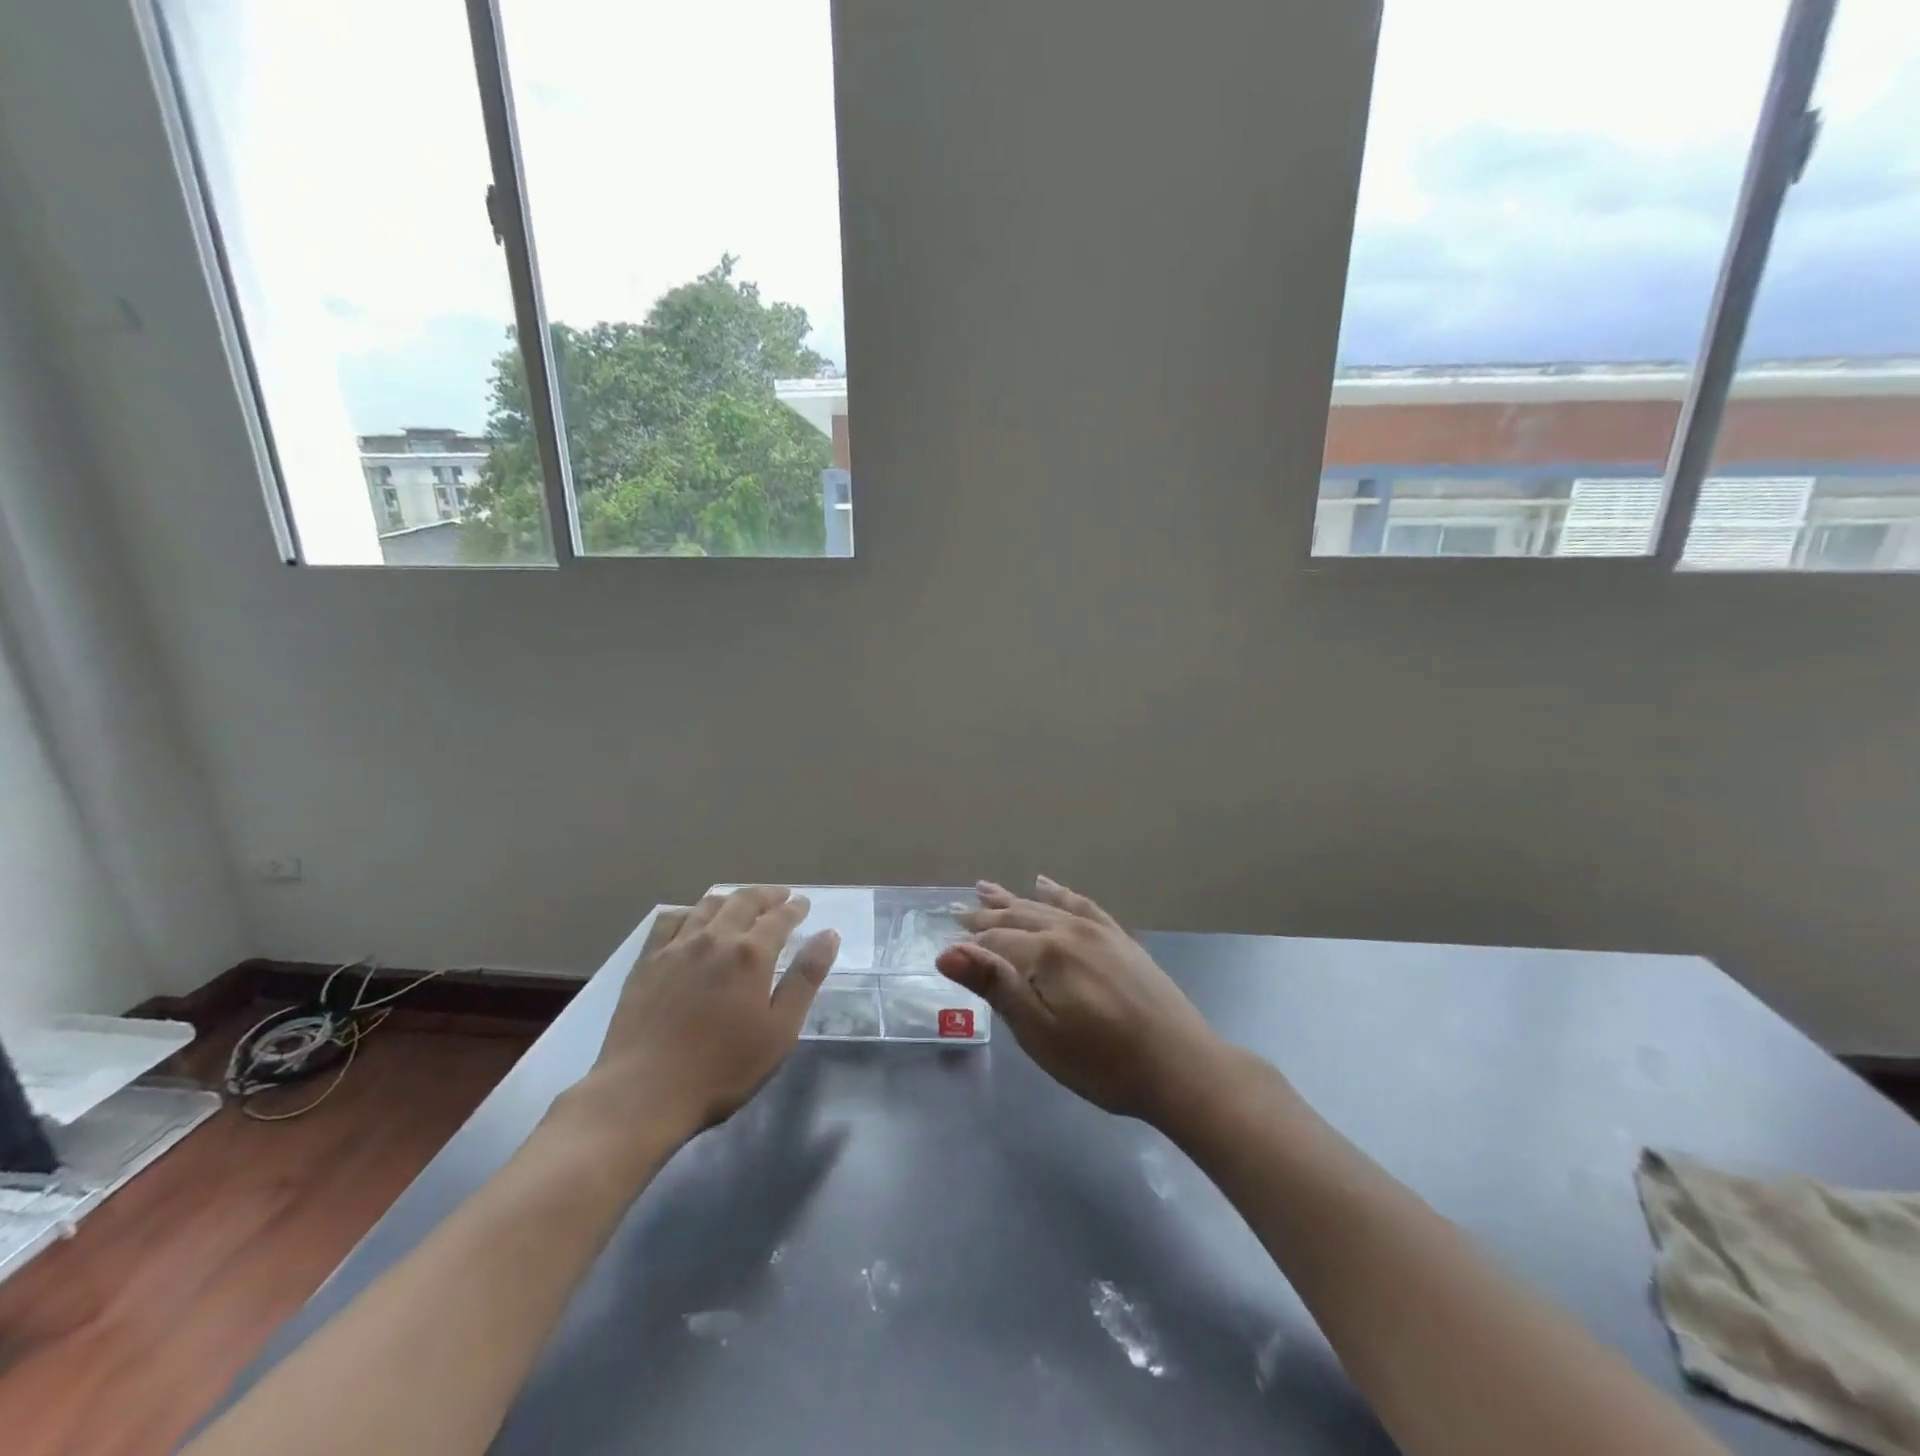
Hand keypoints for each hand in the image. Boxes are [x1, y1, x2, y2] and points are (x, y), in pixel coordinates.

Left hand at [584, 887, 839, 1141]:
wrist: (643, 1092)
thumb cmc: (722, 1068)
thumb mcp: (780, 1030)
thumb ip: (805, 979)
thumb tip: (829, 935)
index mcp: (751, 953)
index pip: (779, 918)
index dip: (794, 908)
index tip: (803, 904)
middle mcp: (715, 938)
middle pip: (744, 902)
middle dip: (766, 896)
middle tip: (780, 896)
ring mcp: (677, 947)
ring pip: (707, 905)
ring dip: (731, 899)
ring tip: (741, 902)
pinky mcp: (647, 961)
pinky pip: (670, 921)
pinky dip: (689, 911)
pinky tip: (692, 919)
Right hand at [938, 876, 1224, 1124]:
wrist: (1181, 1067)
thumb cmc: (1102, 1062)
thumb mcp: (1040, 1034)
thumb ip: (996, 987)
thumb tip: (947, 952)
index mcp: (1045, 954)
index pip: (996, 941)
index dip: (970, 943)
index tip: (945, 939)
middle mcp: (1069, 930)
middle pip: (1018, 917)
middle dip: (986, 915)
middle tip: (959, 910)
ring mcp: (1098, 931)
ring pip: (1045, 906)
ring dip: (1014, 899)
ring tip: (987, 888)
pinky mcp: (1120, 939)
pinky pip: (1081, 904)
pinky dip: (1059, 893)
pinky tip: (1046, 884)